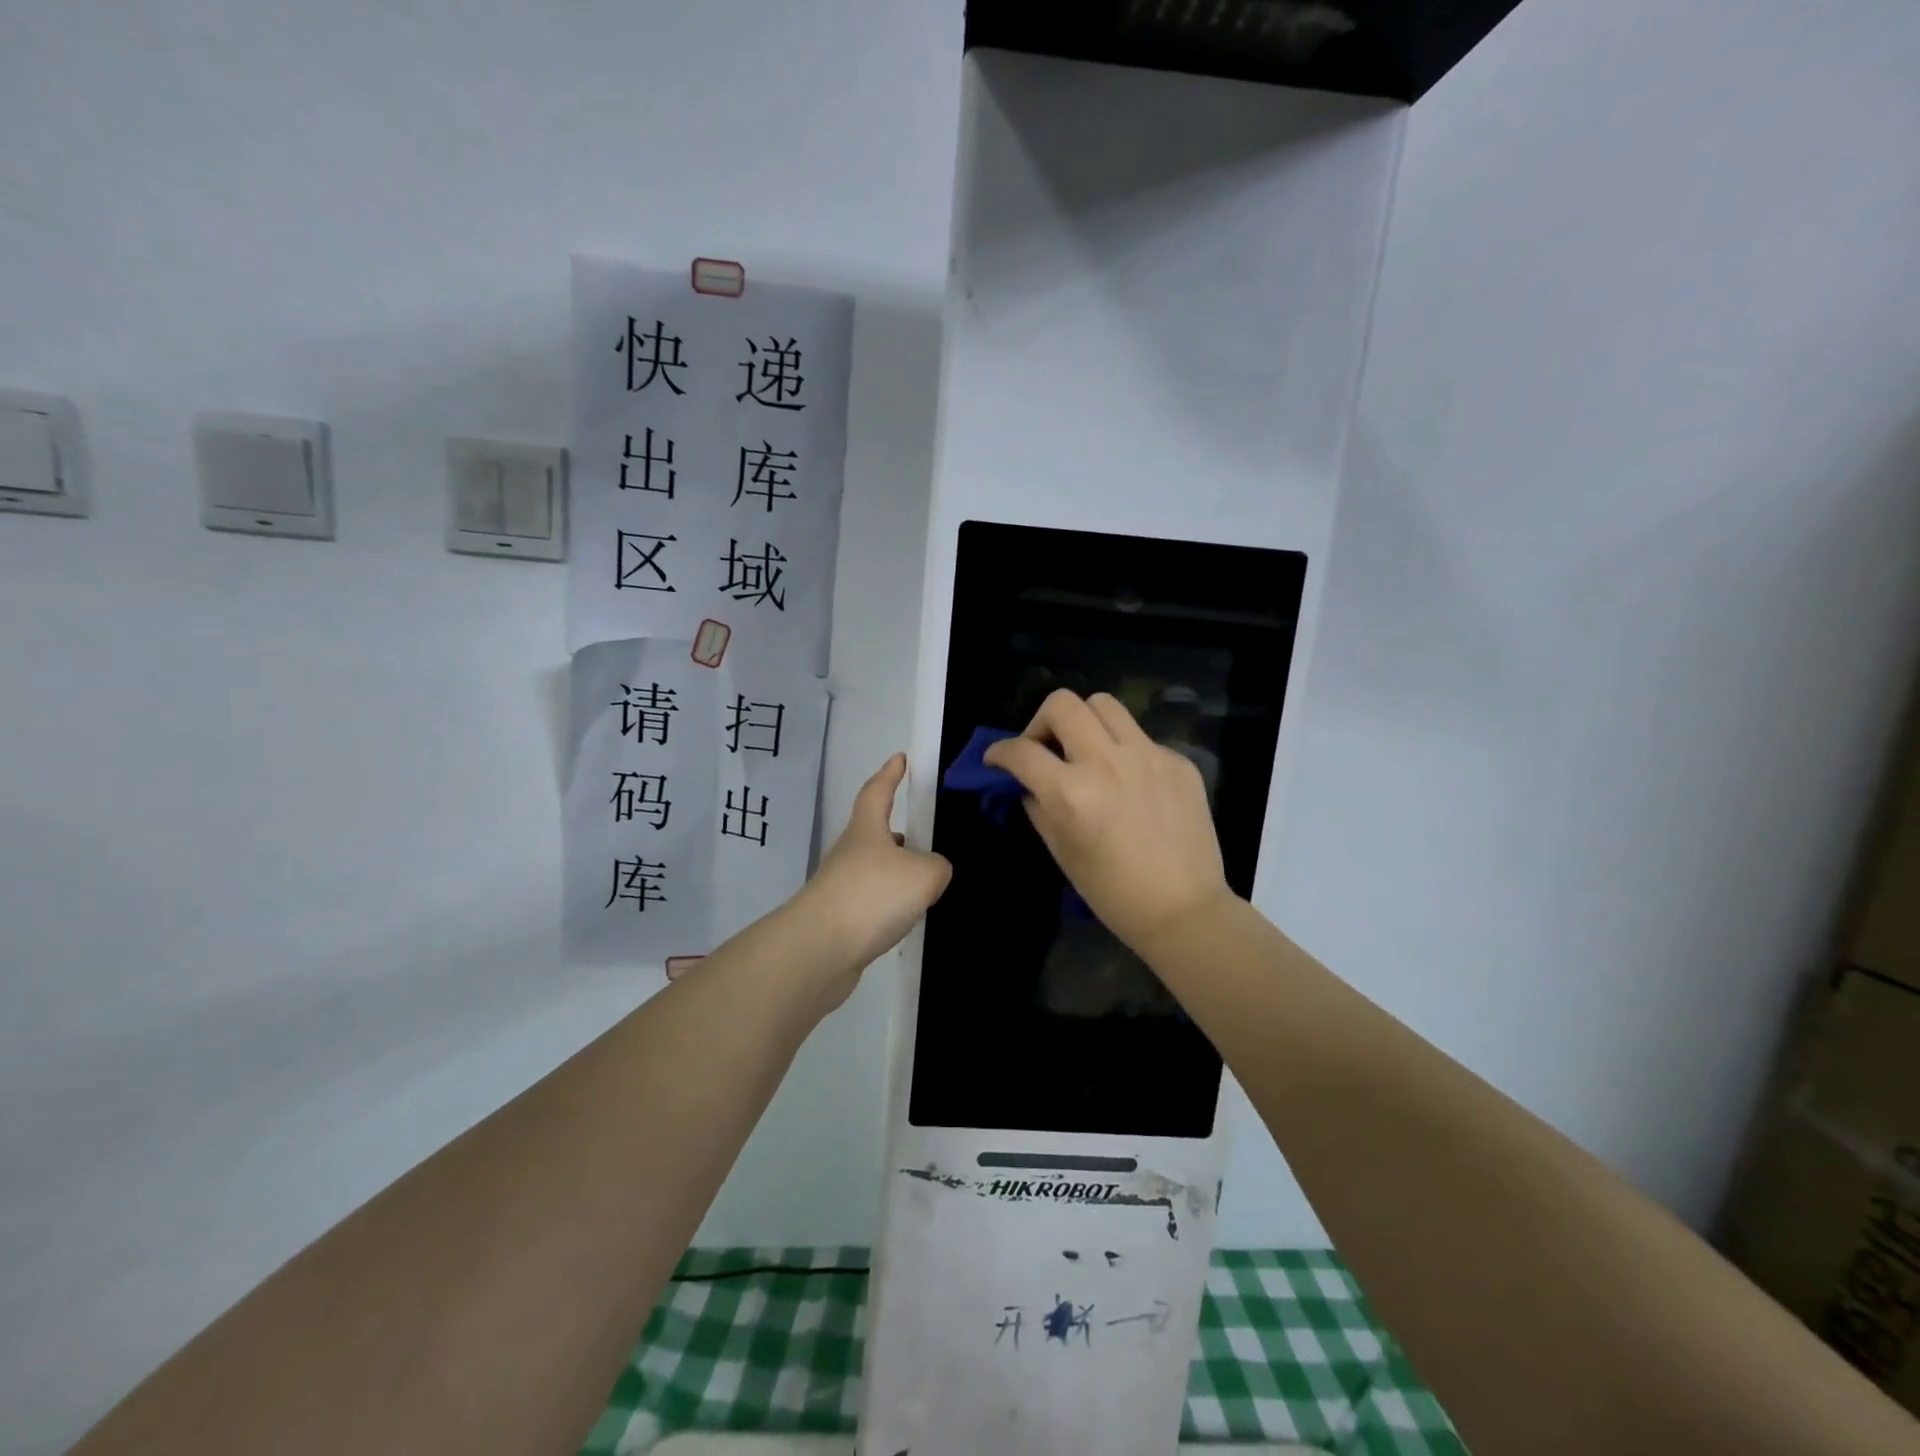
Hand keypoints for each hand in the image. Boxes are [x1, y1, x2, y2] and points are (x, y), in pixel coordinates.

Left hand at [794, 753, 951, 1004]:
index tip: (899, 758)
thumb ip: (937, 867)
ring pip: (874, 870)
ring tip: (924, 884)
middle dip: (897, 832)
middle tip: (924, 837)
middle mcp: (849, 853)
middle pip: (874, 833)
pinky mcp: (837, 919)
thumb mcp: (924, 875)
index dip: (890, 774)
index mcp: (866, 830)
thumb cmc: (872, 895)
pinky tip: (904, 918)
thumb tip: (933, 871)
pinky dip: (888, 905)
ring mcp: (839, 887)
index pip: (878, 791)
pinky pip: (870, 902)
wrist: (819, 949)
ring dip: (895, 872)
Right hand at [984, 690, 1231, 951]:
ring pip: (1104, 704)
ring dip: (1084, 722)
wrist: (1184, 910)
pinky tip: (1130, 783)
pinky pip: (1140, 737)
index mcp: (1072, 793)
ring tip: (1086, 752)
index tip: (997, 759)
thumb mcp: (1061, 852)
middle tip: (1045, 750)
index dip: (999, 752)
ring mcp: (1148, 756)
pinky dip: (1123, 751)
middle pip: (1063, 704)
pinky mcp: (1178, 761)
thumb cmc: (1113, 892)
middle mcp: (1107, 763)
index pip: (1021, 751)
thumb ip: (1038, 807)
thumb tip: (1029, 784)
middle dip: (1040, 722)